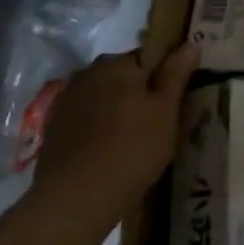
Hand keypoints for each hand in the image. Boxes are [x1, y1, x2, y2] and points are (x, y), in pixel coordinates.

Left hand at [30, 43, 198, 238]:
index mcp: (117, 63)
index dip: (166, 75)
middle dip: (141, 93)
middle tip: (160, 122)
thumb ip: (176, 73)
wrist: (74, 200)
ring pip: (104, 99)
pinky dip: (100, 130)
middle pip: (124, 77)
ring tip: (136, 141)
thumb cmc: (131, 148)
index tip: (176, 98)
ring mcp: (66, 103)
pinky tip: (111, 154)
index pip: (149, 56)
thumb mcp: (166, 109)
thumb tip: (190, 44)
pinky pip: (87, 121)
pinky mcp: (53, 132)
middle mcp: (88, 74)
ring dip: (119, 112)